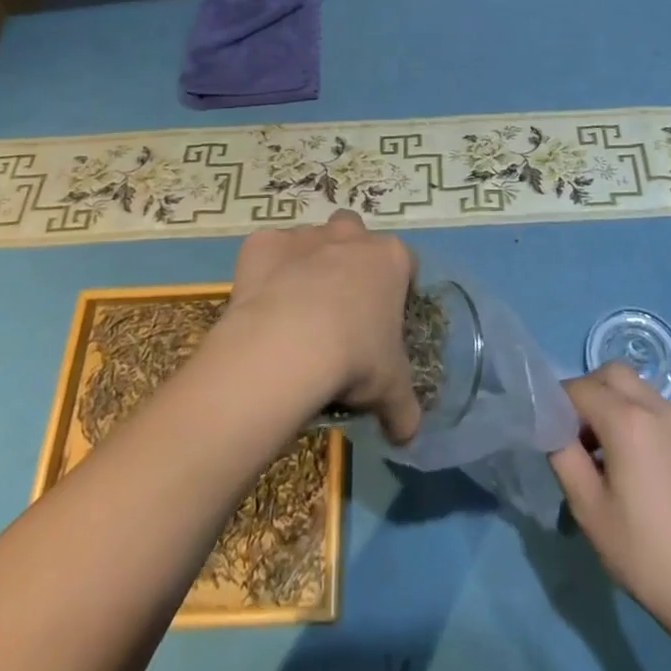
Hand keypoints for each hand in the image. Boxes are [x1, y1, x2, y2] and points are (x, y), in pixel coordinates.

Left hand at [222, 210, 420, 443]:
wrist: (285, 346)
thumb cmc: (353, 359)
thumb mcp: (390, 391)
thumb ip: (404, 409)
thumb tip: (407, 434)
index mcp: (390, 259)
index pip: (405, 264)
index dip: (397, 291)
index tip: (384, 323)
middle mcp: (349, 235)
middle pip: (356, 236)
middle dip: (350, 260)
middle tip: (340, 308)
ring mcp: (304, 235)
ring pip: (311, 241)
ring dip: (307, 265)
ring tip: (296, 313)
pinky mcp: (262, 243)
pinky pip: (268, 253)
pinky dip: (266, 272)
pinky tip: (262, 307)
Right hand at [550, 363, 670, 646]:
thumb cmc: (646, 553)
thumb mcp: (589, 509)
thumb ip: (563, 457)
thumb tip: (552, 429)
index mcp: (627, 420)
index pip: (578, 388)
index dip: (556, 404)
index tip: (549, 435)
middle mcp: (654, 407)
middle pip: (610, 374)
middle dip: (585, 393)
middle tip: (574, 434)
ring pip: (633, 387)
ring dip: (610, 402)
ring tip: (600, 451)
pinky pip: (652, 407)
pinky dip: (632, 415)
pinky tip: (628, 461)